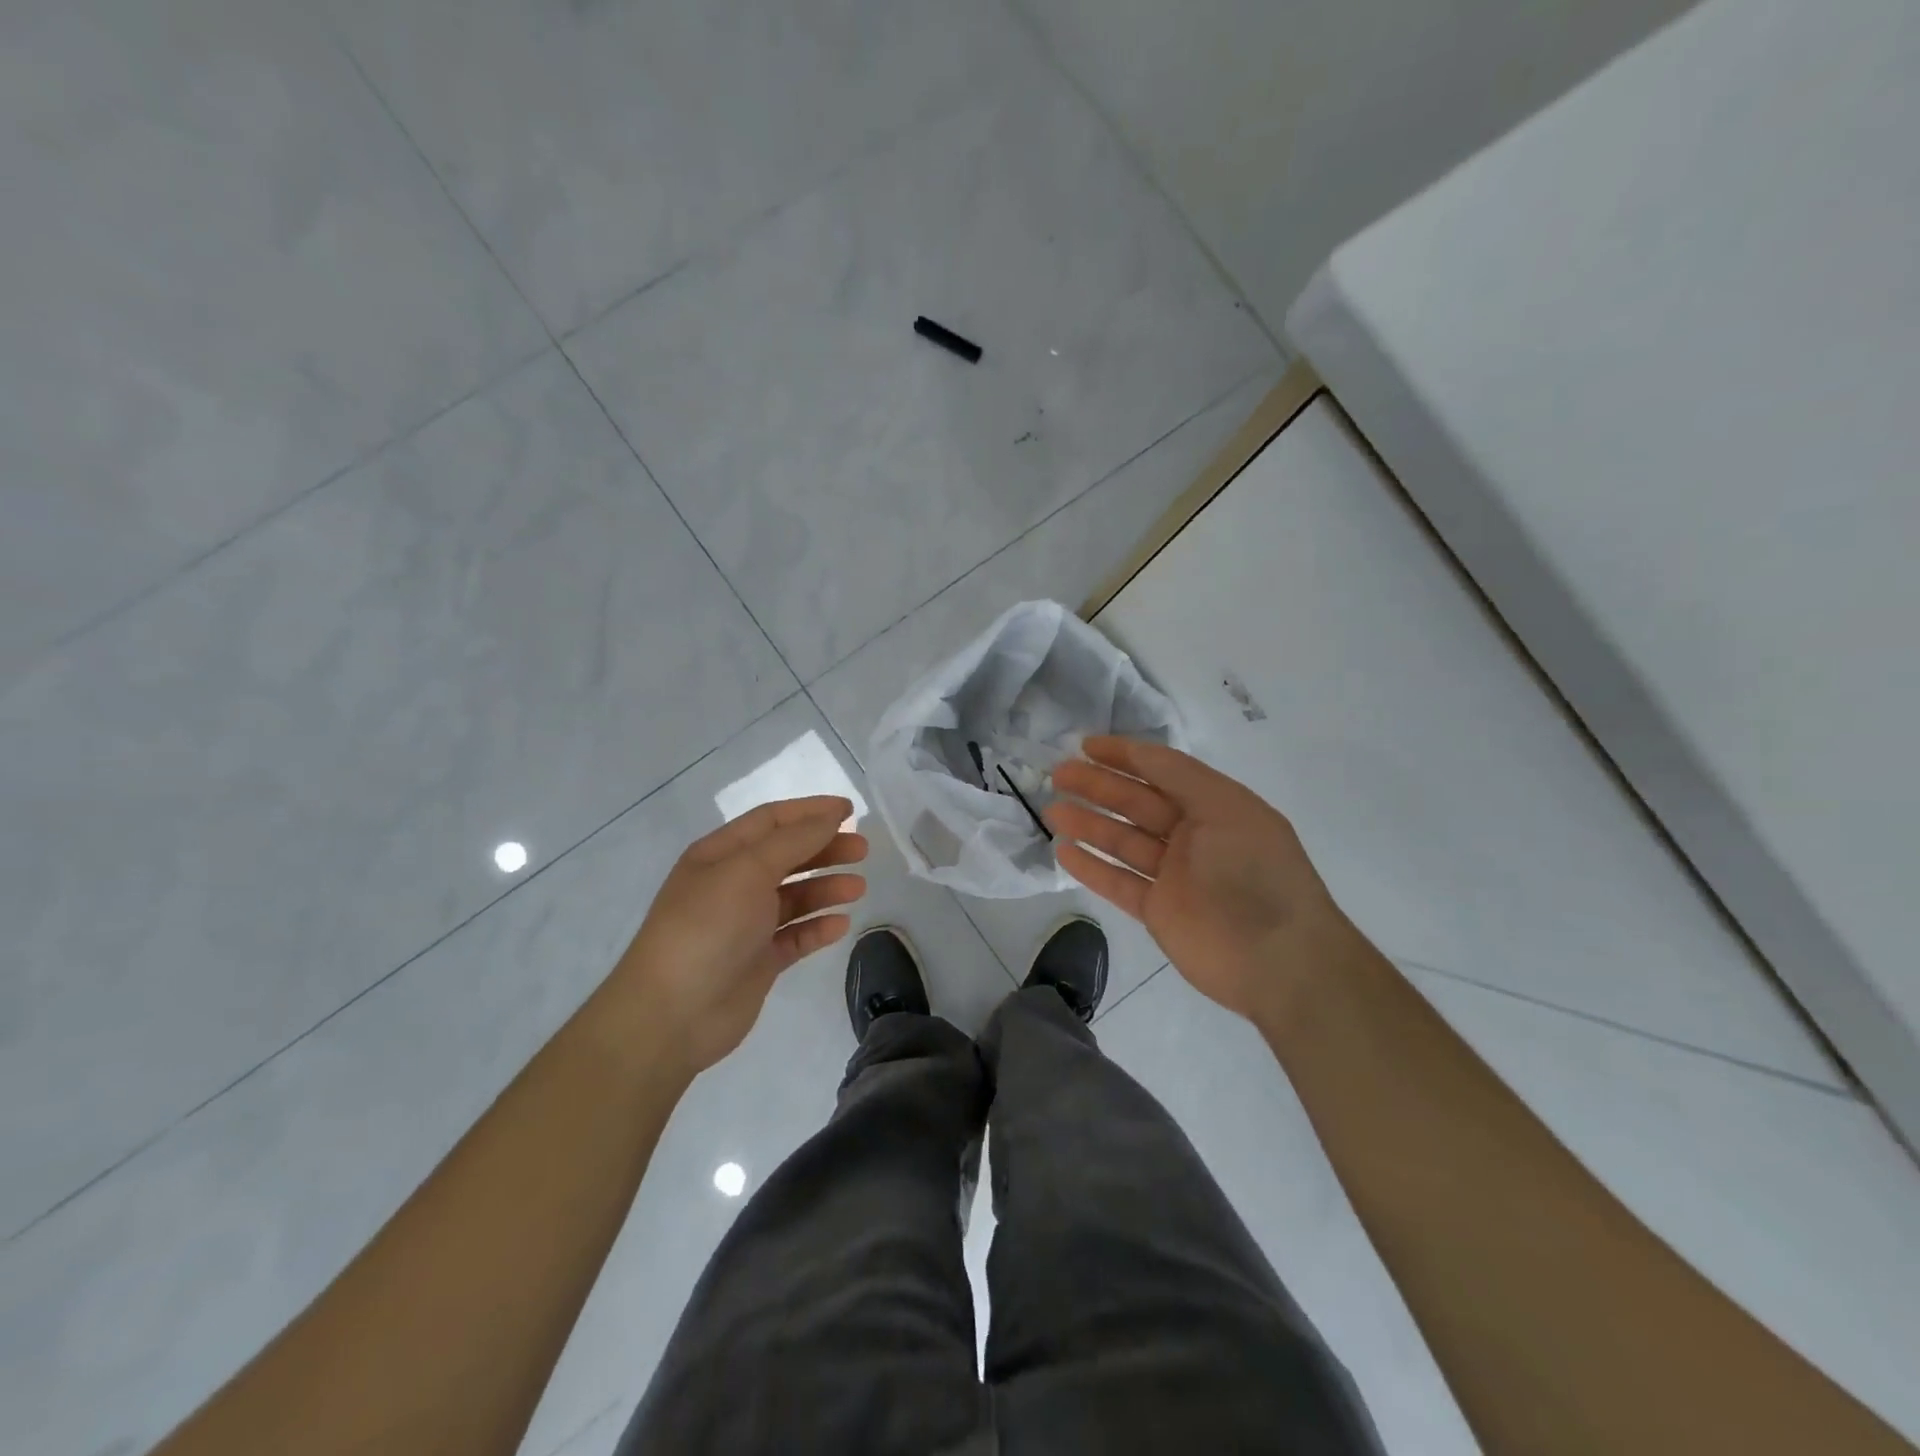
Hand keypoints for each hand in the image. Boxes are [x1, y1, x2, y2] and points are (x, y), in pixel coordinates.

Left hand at [606, 796, 867, 1078]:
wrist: (672, 1014)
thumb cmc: (707, 928)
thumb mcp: (748, 870)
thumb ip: (794, 841)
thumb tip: (831, 816)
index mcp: (719, 855)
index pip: (771, 821)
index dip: (810, 812)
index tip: (850, 810)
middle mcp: (732, 884)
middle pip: (787, 856)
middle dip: (825, 849)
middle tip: (863, 850)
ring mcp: (745, 925)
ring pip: (794, 897)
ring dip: (826, 888)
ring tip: (858, 888)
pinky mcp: (758, 961)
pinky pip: (795, 936)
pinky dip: (817, 928)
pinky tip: (840, 925)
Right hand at [1047, 737, 1363, 1028]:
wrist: (1280, 960)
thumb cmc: (1254, 871)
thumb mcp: (1225, 807)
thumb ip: (1180, 776)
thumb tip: (1139, 752)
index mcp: (1215, 807)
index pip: (1163, 771)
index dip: (1126, 755)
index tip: (1086, 746)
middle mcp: (1194, 836)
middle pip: (1137, 803)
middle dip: (1098, 786)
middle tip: (1058, 774)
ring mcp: (1176, 875)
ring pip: (1123, 842)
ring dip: (1088, 824)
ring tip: (1052, 811)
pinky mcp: (1160, 910)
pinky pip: (1119, 882)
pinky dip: (1092, 867)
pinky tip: (1064, 851)